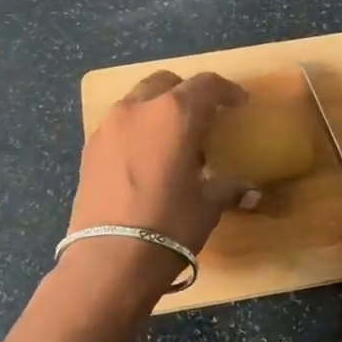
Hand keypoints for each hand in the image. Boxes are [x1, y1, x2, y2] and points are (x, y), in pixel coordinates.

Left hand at [66, 71, 256, 280]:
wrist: (109, 259)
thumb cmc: (169, 225)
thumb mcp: (207, 206)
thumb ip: (228, 188)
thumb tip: (251, 191)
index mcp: (175, 113)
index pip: (206, 85)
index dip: (227, 91)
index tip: (239, 104)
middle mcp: (139, 108)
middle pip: (167, 83)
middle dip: (187, 93)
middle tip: (203, 119)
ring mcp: (109, 125)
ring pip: (138, 100)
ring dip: (158, 109)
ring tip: (172, 140)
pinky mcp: (90, 147)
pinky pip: (119, 124)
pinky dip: (137, 129)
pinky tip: (145, 159)